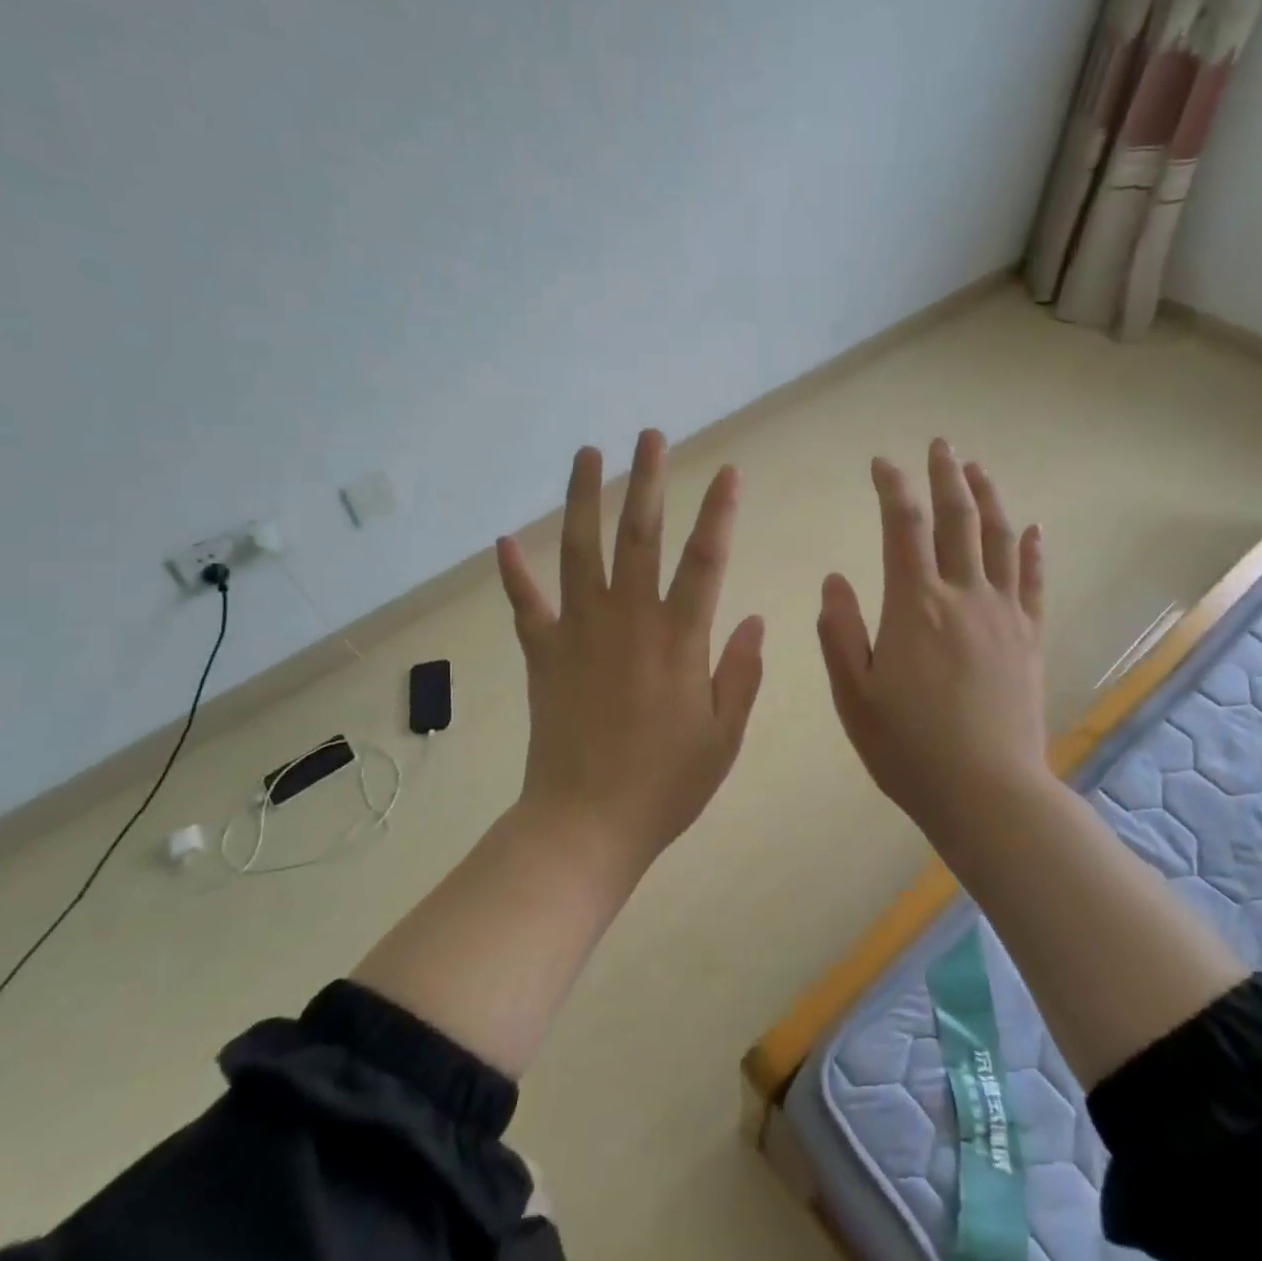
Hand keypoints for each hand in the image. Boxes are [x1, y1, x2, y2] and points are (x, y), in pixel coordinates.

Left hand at [495, 429, 765, 867]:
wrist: (585, 823)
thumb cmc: (665, 785)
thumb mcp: (724, 737)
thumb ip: (741, 673)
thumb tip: (756, 620)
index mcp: (678, 639)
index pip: (705, 560)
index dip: (719, 512)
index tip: (728, 472)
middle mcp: (627, 621)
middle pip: (638, 535)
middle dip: (648, 481)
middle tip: (650, 436)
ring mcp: (578, 632)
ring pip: (580, 550)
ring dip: (584, 498)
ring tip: (588, 454)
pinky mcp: (542, 654)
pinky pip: (525, 604)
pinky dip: (514, 573)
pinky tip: (505, 539)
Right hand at [817, 440, 1047, 837]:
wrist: (987, 791)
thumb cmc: (908, 747)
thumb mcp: (854, 695)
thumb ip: (840, 632)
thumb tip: (834, 579)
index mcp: (915, 606)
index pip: (902, 527)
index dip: (892, 488)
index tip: (882, 463)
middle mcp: (964, 596)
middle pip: (957, 519)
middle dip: (945, 476)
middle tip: (939, 445)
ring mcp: (1004, 615)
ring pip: (999, 540)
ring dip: (988, 498)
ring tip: (977, 469)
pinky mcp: (1030, 639)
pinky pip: (1034, 582)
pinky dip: (1033, 550)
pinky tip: (1033, 529)